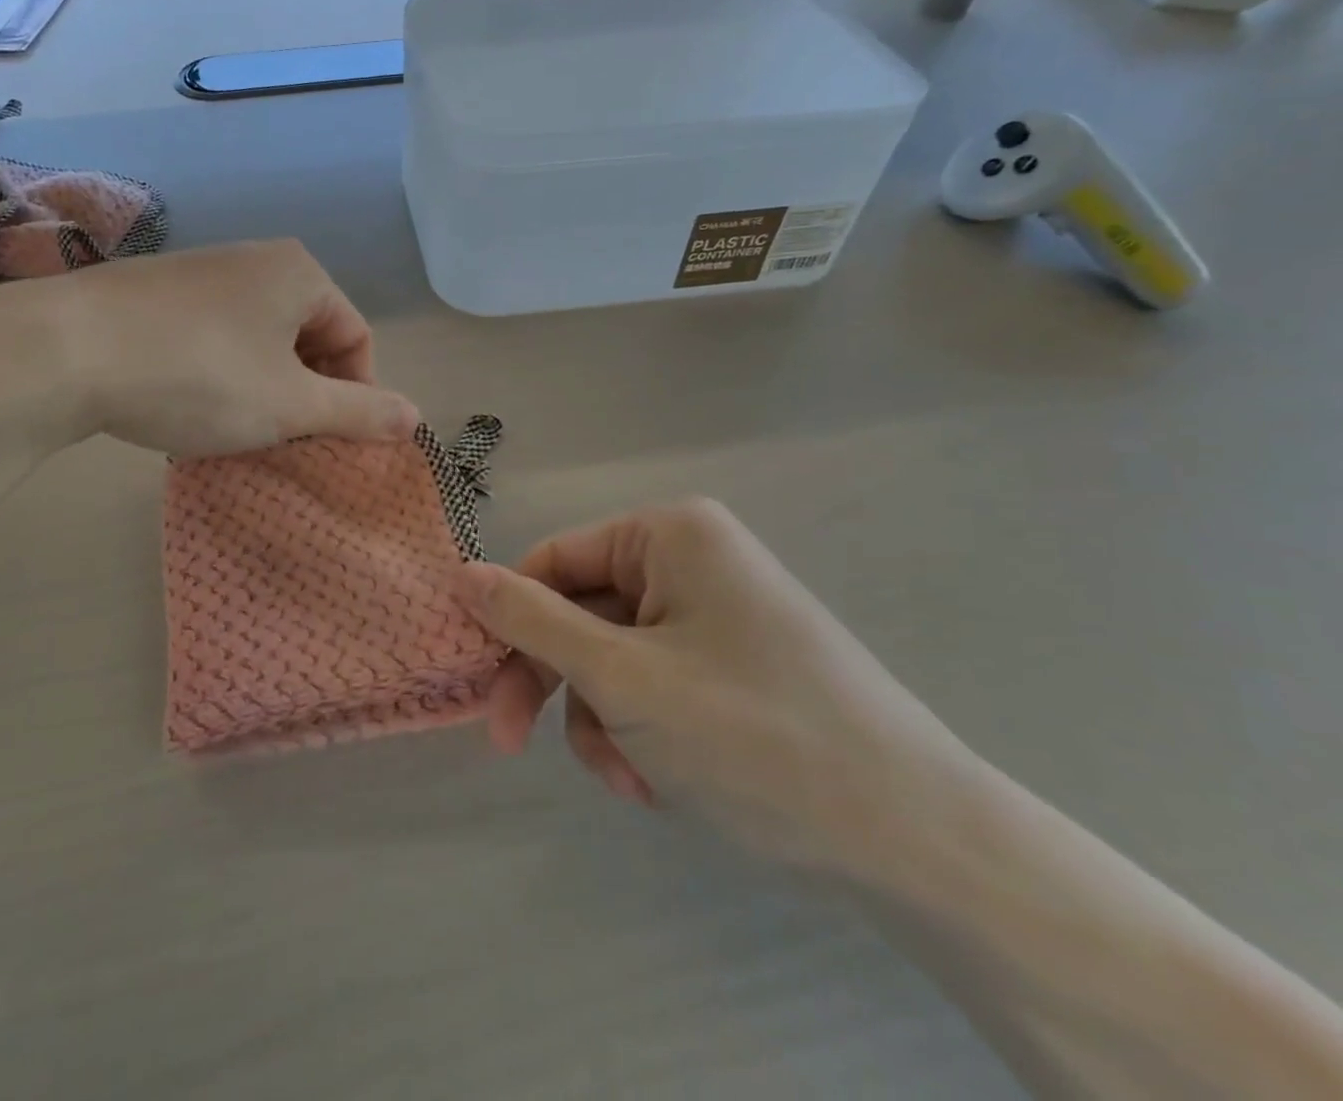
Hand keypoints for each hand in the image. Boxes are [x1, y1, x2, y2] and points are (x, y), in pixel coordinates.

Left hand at [0, 239, 418, 458]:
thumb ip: (359, 412)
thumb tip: (416, 418)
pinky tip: (190, 403)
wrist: (64, 350)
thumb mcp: (290, 405)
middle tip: (283, 439)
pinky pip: (213, 336)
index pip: (356, 338)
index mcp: (300, 274)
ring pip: (259, 340)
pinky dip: (219, 373)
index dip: (353, 395)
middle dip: (305, 392)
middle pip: (308, 336)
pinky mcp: (155, 291)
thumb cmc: (199, 376)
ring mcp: (200, 271)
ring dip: (263, 387)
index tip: (327, 441)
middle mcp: (256, 259)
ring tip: (235, 428)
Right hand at [455, 500, 982, 875]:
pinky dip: (642, 733)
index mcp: (670, 535)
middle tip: (514, 747)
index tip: (483, 690)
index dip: (509, 623)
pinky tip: (662, 784)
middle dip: (560, 686)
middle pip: (582, 612)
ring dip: (603, 721)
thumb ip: (532, 621)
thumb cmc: (751, 736)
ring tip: (633, 781)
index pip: (553, 561)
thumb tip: (460, 574)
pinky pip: (655, 684)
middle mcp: (693, 560)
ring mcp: (717, 613)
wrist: (915, 841)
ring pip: (614, 658)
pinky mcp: (734, 665)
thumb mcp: (621, 677)